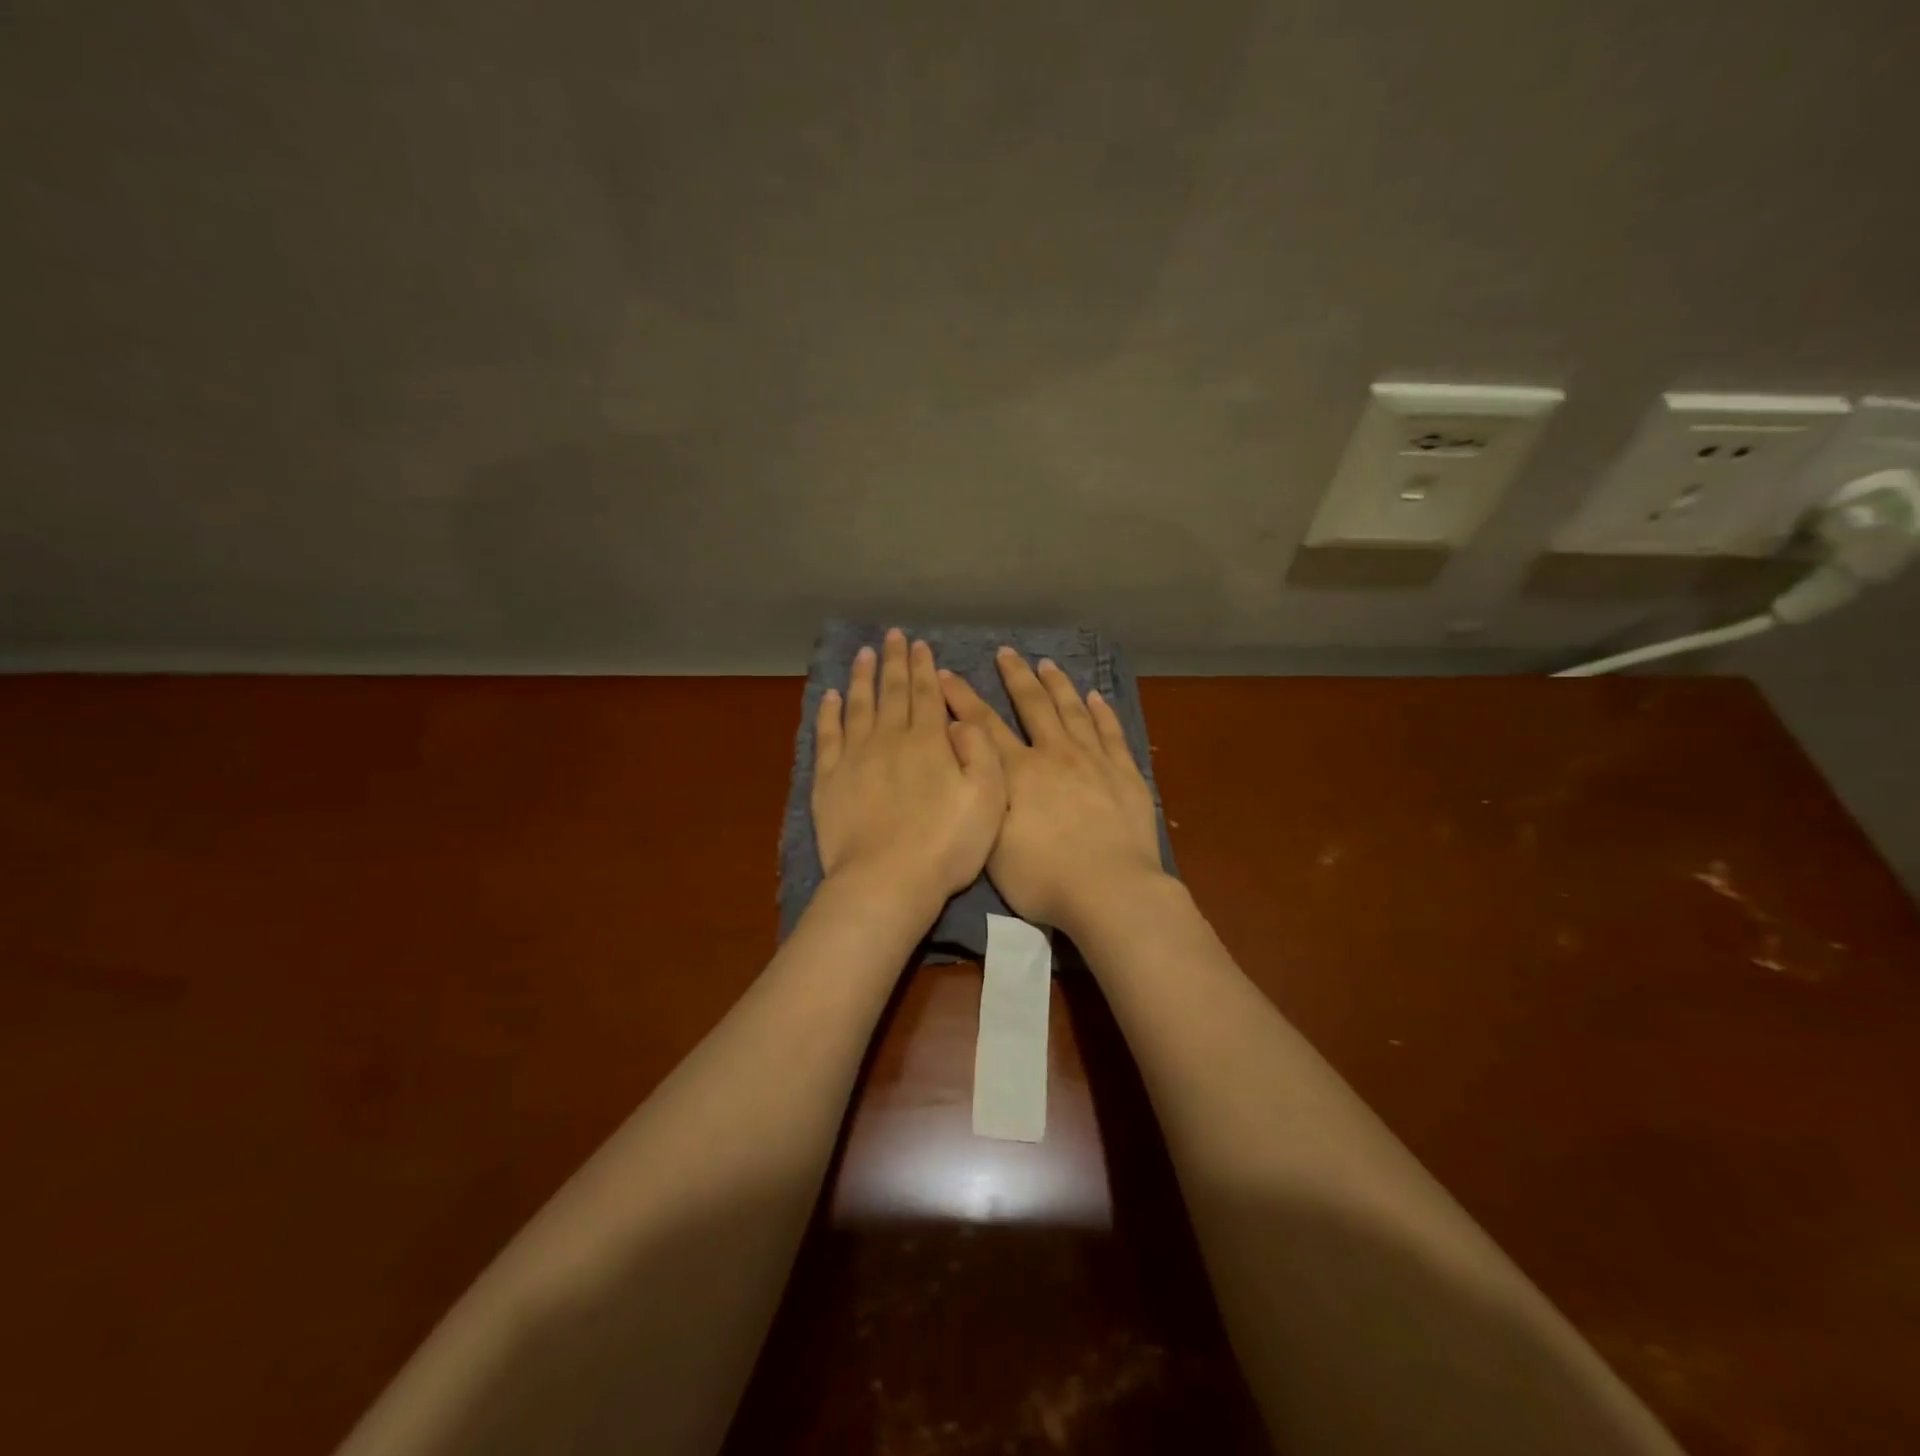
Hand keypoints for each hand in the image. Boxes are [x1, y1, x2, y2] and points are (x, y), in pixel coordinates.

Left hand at [813, 630, 1007, 913]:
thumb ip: (980, 752)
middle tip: (893, 636)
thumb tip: (959, 720)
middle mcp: (890, 739)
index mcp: (929, 742)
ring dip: (863, 677)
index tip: (920, 644)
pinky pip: (828, 735)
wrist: (887, 881)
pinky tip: (831, 696)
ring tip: (865, 654)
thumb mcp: (988, 798)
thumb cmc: (946, 845)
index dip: (924, 667)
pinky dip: (829, 712)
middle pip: (892, 691)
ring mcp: (855, 757)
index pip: (926, 694)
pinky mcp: (829, 779)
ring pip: (859, 705)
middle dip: (895, 661)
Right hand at [939, 648, 1165, 932]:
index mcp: (1018, 772)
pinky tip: (1096, 696)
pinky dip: (1102, 712)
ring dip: (1058, 685)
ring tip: (1047, 664)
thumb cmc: (1042, 877)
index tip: (947, 673)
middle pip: (1033, 705)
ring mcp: (1093, 761)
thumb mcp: (991, 842)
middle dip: (1016, 677)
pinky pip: (1112, 733)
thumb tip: (965, 754)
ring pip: (1073, 711)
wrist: (1109, 890)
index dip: (962, 697)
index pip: (983, 725)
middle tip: (1006, 653)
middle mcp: (1054, 754)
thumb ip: (980, 793)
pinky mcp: (1125, 774)